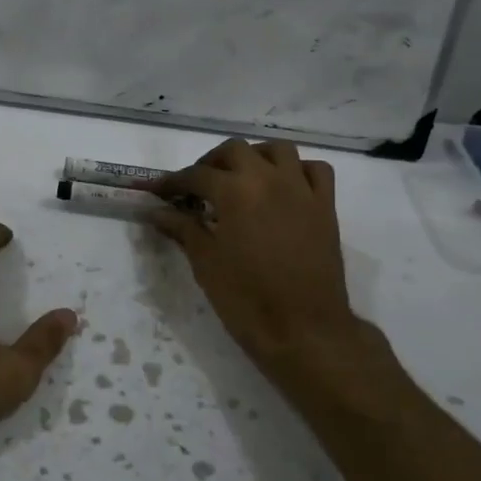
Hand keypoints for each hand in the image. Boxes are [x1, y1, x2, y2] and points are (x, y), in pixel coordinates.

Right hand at [149, 139, 362, 380]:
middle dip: (210, 163)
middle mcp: (269, 179)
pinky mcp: (325, 207)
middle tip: (197, 187)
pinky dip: (297, 170)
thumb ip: (182, 229)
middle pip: (234, 150)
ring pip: (278, 150)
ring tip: (240, 178)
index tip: (154, 190)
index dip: (170, 182)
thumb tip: (156, 211)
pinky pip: (316, 170)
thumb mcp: (205, 263)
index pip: (195, 175)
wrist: (303, 330)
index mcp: (235, 191)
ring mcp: (302, 190)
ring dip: (254, 157)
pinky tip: (284, 187)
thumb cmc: (246, 299)